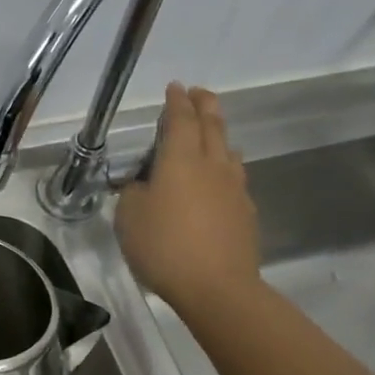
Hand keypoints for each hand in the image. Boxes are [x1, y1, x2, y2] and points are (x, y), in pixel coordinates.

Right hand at [115, 83, 261, 310]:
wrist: (218, 288)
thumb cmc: (164, 247)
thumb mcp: (129, 218)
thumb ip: (133, 193)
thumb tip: (143, 184)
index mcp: (179, 160)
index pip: (180, 120)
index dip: (176, 101)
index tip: (175, 87)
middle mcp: (211, 165)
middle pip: (212, 126)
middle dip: (204, 105)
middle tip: (199, 92)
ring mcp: (233, 188)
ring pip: (228, 150)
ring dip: (219, 134)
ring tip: (212, 133)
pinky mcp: (245, 212)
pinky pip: (235, 176)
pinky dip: (226, 165)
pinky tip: (220, 178)